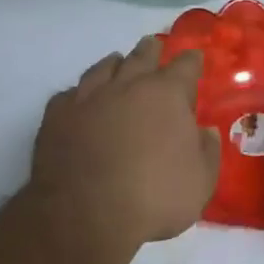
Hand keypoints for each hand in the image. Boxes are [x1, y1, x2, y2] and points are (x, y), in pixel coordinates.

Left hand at [31, 35, 220, 253]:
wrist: (86, 216)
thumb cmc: (154, 198)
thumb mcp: (201, 181)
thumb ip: (207, 151)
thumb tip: (204, 132)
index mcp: (167, 94)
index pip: (185, 65)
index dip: (191, 61)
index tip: (194, 60)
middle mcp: (128, 85)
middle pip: (141, 56)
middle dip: (151, 51)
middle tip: (153, 46)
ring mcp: (89, 97)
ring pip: (103, 68)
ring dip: (114, 64)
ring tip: (117, 63)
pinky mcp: (57, 116)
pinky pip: (69, 94)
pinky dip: (79, 94)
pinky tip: (79, 100)